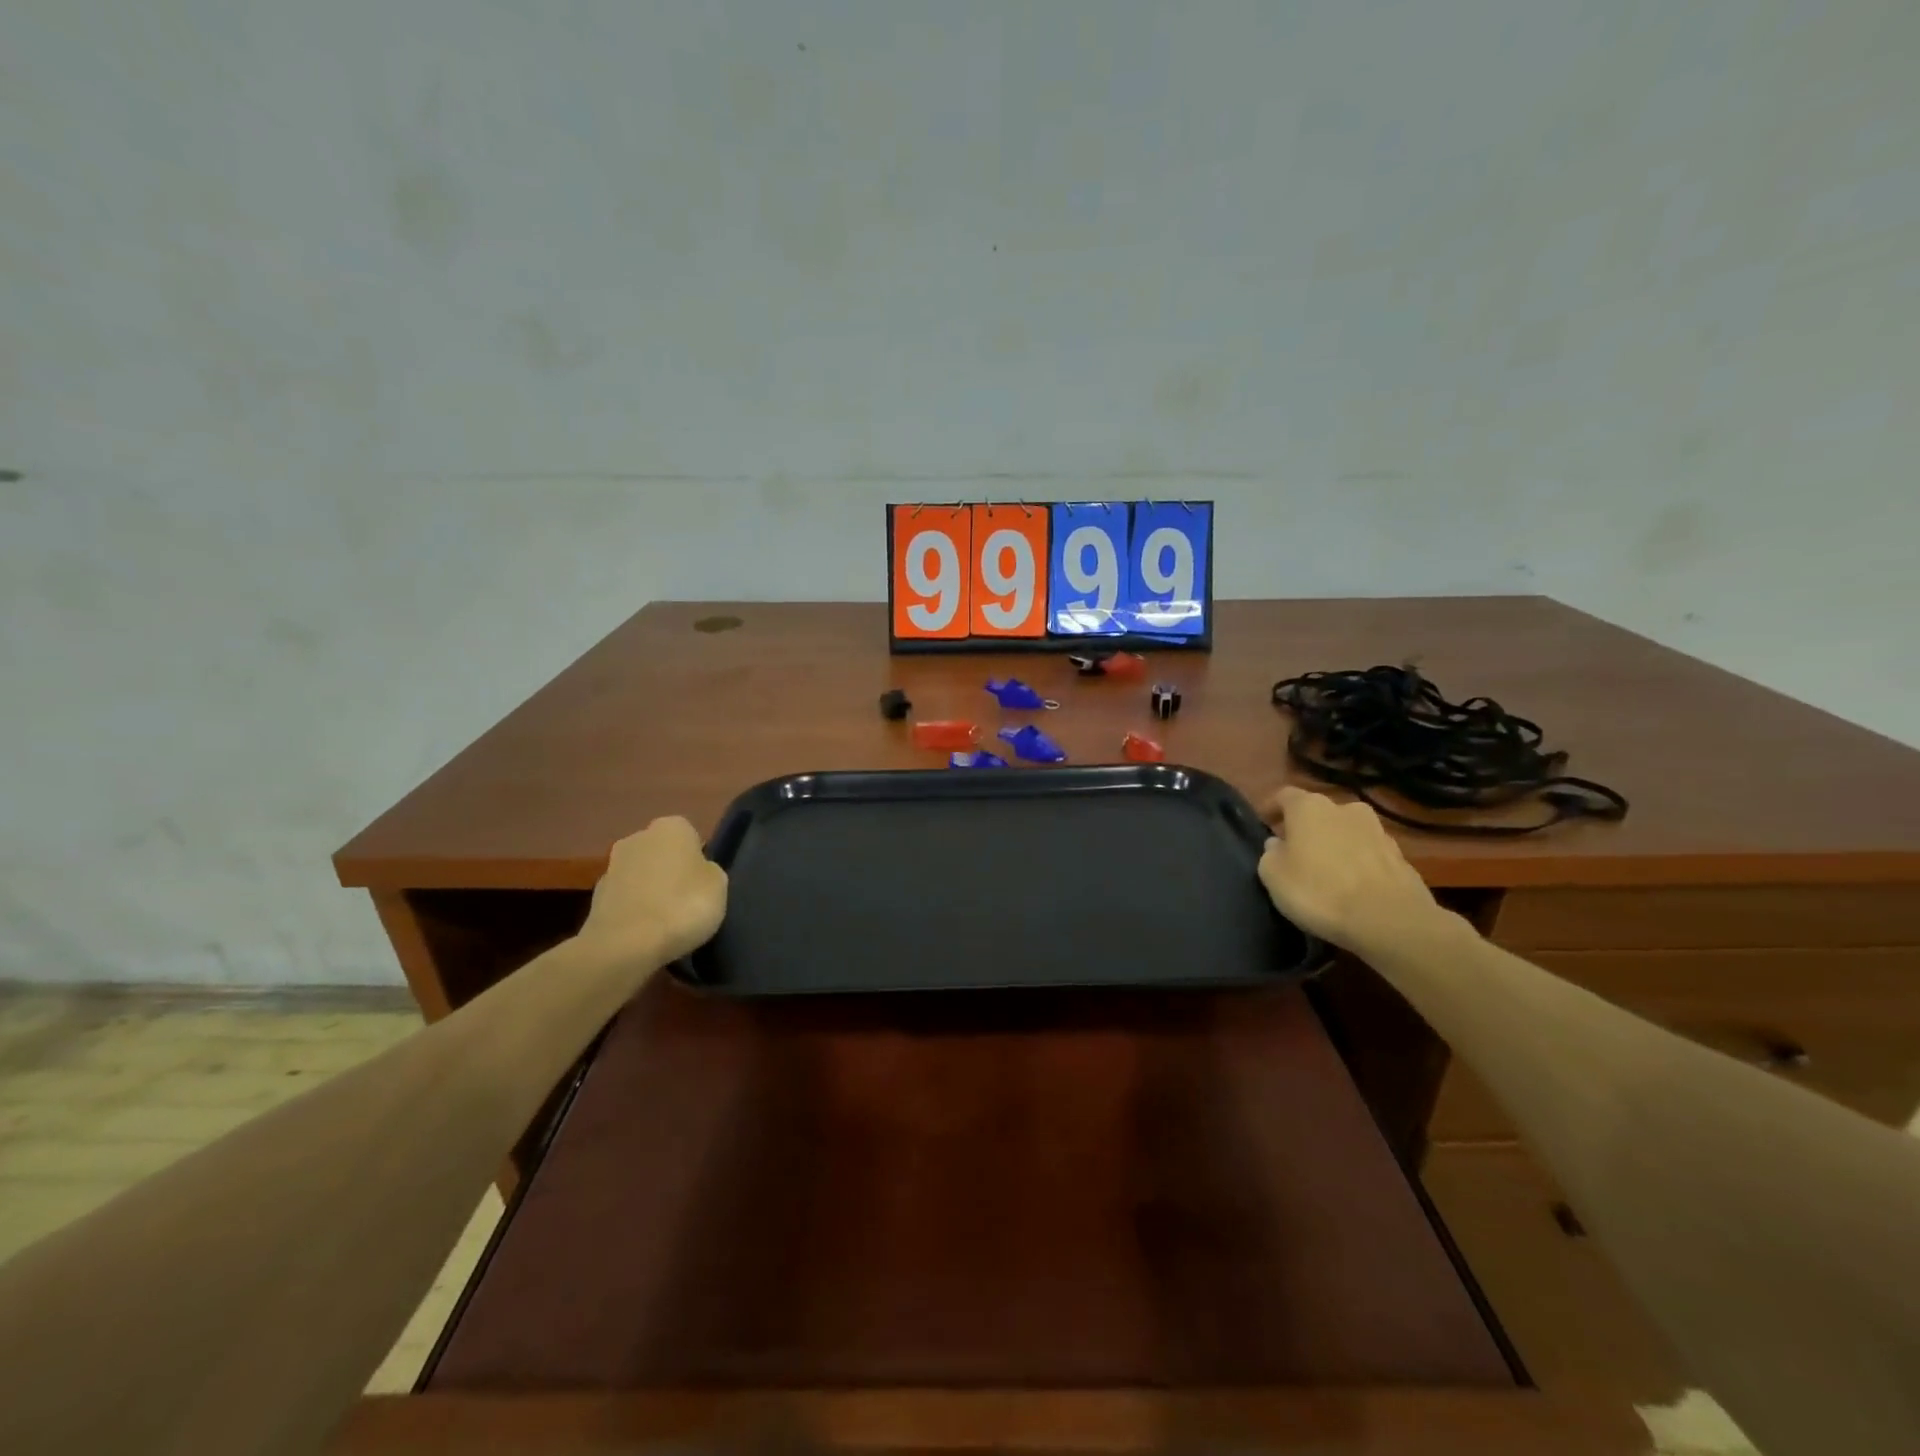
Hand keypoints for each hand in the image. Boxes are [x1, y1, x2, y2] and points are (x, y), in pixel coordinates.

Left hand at [576, 817, 727, 967]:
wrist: (625, 946)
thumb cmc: (683, 906)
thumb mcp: (719, 886)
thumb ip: (708, 871)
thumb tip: (697, 872)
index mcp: (672, 827)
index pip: (691, 836)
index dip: (698, 860)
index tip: (703, 884)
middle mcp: (637, 837)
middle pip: (661, 853)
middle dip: (670, 871)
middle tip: (686, 901)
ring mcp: (611, 867)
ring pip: (640, 875)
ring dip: (650, 891)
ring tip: (665, 922)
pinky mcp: (594, 898)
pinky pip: (625, 899)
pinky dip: (634, 911)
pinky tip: (644, 933)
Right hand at [1258, 787, 1444, 957]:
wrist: (1390, 920)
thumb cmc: (1319, 892)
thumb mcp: (1273, 876)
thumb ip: (1270, 854)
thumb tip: (1278, 845)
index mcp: (1309, 806)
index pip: (1284, 795)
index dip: (1272, 808)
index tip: (1264, 824)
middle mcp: (1345, 808)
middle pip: (1319, 812)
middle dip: (1307, 828)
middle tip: (1296, 852)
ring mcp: (1378, 830)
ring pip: (1347, 831)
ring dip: (1335, 844)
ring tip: (1327, 871)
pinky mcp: (1401, 856)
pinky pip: (1369, 853)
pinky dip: (1358, 862)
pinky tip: (1353, 886)